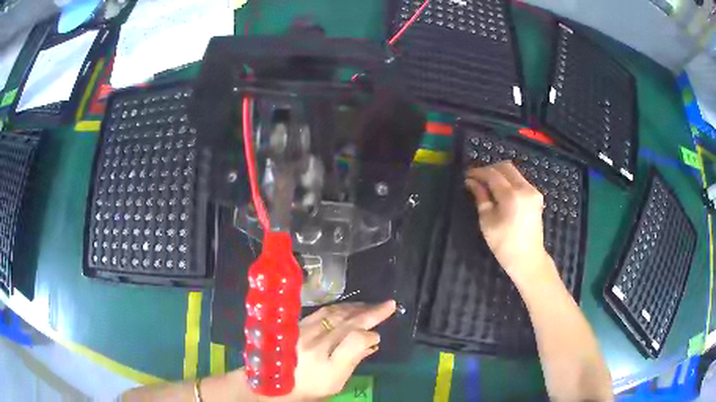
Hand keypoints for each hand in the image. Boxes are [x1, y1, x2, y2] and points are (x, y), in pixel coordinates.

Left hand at [263, 300, 396, 400]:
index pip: (355, 340)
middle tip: (388, 304)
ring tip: (371, 305)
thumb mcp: (336, 382)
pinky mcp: (297, 324)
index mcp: (327, 364)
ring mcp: (304, 331)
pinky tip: (349, 307)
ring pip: (335, 313)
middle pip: (347, 322)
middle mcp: (315, 344)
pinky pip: (322, 311)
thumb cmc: (310, 386)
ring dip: (356, 307)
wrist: (276, 382)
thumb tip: (372, 340)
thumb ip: (354, 360)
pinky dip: (340, 307)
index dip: (370, 335)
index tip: (378, 336)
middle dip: (371, 312)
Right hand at [464, 162, 550, 282]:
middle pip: (506, 167)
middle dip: (490, 169)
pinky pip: (520, 180)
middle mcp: (525, 188)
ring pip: (514, 172)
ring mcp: (533, 191)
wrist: (528, 259)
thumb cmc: (504, 245)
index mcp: (512, 196)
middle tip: (477, 178)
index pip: (493, 174)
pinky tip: (500, 192)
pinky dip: (508, 181)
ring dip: (499, 174)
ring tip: (487, 185)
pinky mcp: (536, 196)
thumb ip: (480, 197)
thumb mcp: (487, 221)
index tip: (467, 175)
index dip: (478, 172)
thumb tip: (471, 182)